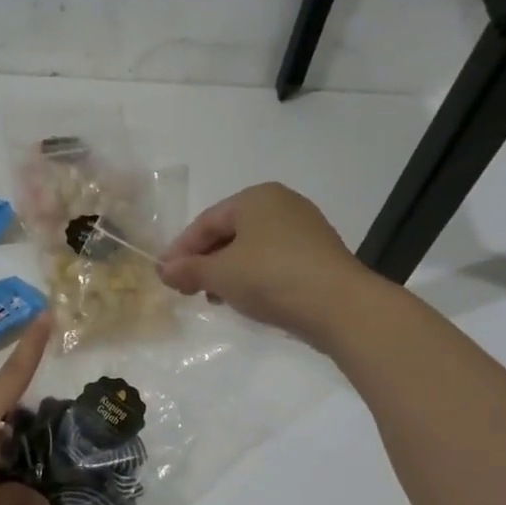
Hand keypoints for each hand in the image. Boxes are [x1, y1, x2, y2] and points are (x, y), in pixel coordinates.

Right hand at [156, 182, 365, 343]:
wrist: (341, 306)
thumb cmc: (272, 278)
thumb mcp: (221, 274)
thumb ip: (189, 270)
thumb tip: (164, 271)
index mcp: (256, 197)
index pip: (206, 222)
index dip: (181, 249)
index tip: (164, 275)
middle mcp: (282, 205)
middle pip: (229, 233)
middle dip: (204, 261)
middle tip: (185, 289)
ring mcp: (305, 230)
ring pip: (251, 249)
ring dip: (227, 272)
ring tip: (213, 299)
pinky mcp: (318, 256)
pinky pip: (274, 261)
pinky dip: (253, 277)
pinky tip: (245, 299)